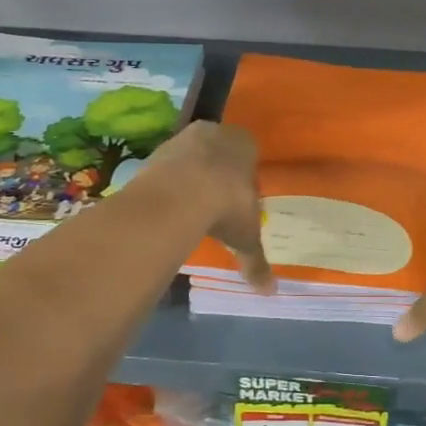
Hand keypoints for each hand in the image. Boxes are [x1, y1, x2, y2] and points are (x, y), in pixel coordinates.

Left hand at [149, 121, 275, 294]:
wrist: (179, 195)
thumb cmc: (226, 206)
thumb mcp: (244, 237)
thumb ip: (255, 260)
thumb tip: (270, 291)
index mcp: (245, 144)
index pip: (249, 153)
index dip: (245, 175)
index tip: (240, 197)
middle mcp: (215, 133)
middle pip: (219, 150)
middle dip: (217, 171)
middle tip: (215, 200)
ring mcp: (183, 138)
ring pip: (191, 154)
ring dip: (190, 173)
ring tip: (189, 204)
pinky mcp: (156, 150)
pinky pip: (167, 165)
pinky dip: (168, 181)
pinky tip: (168, 203)